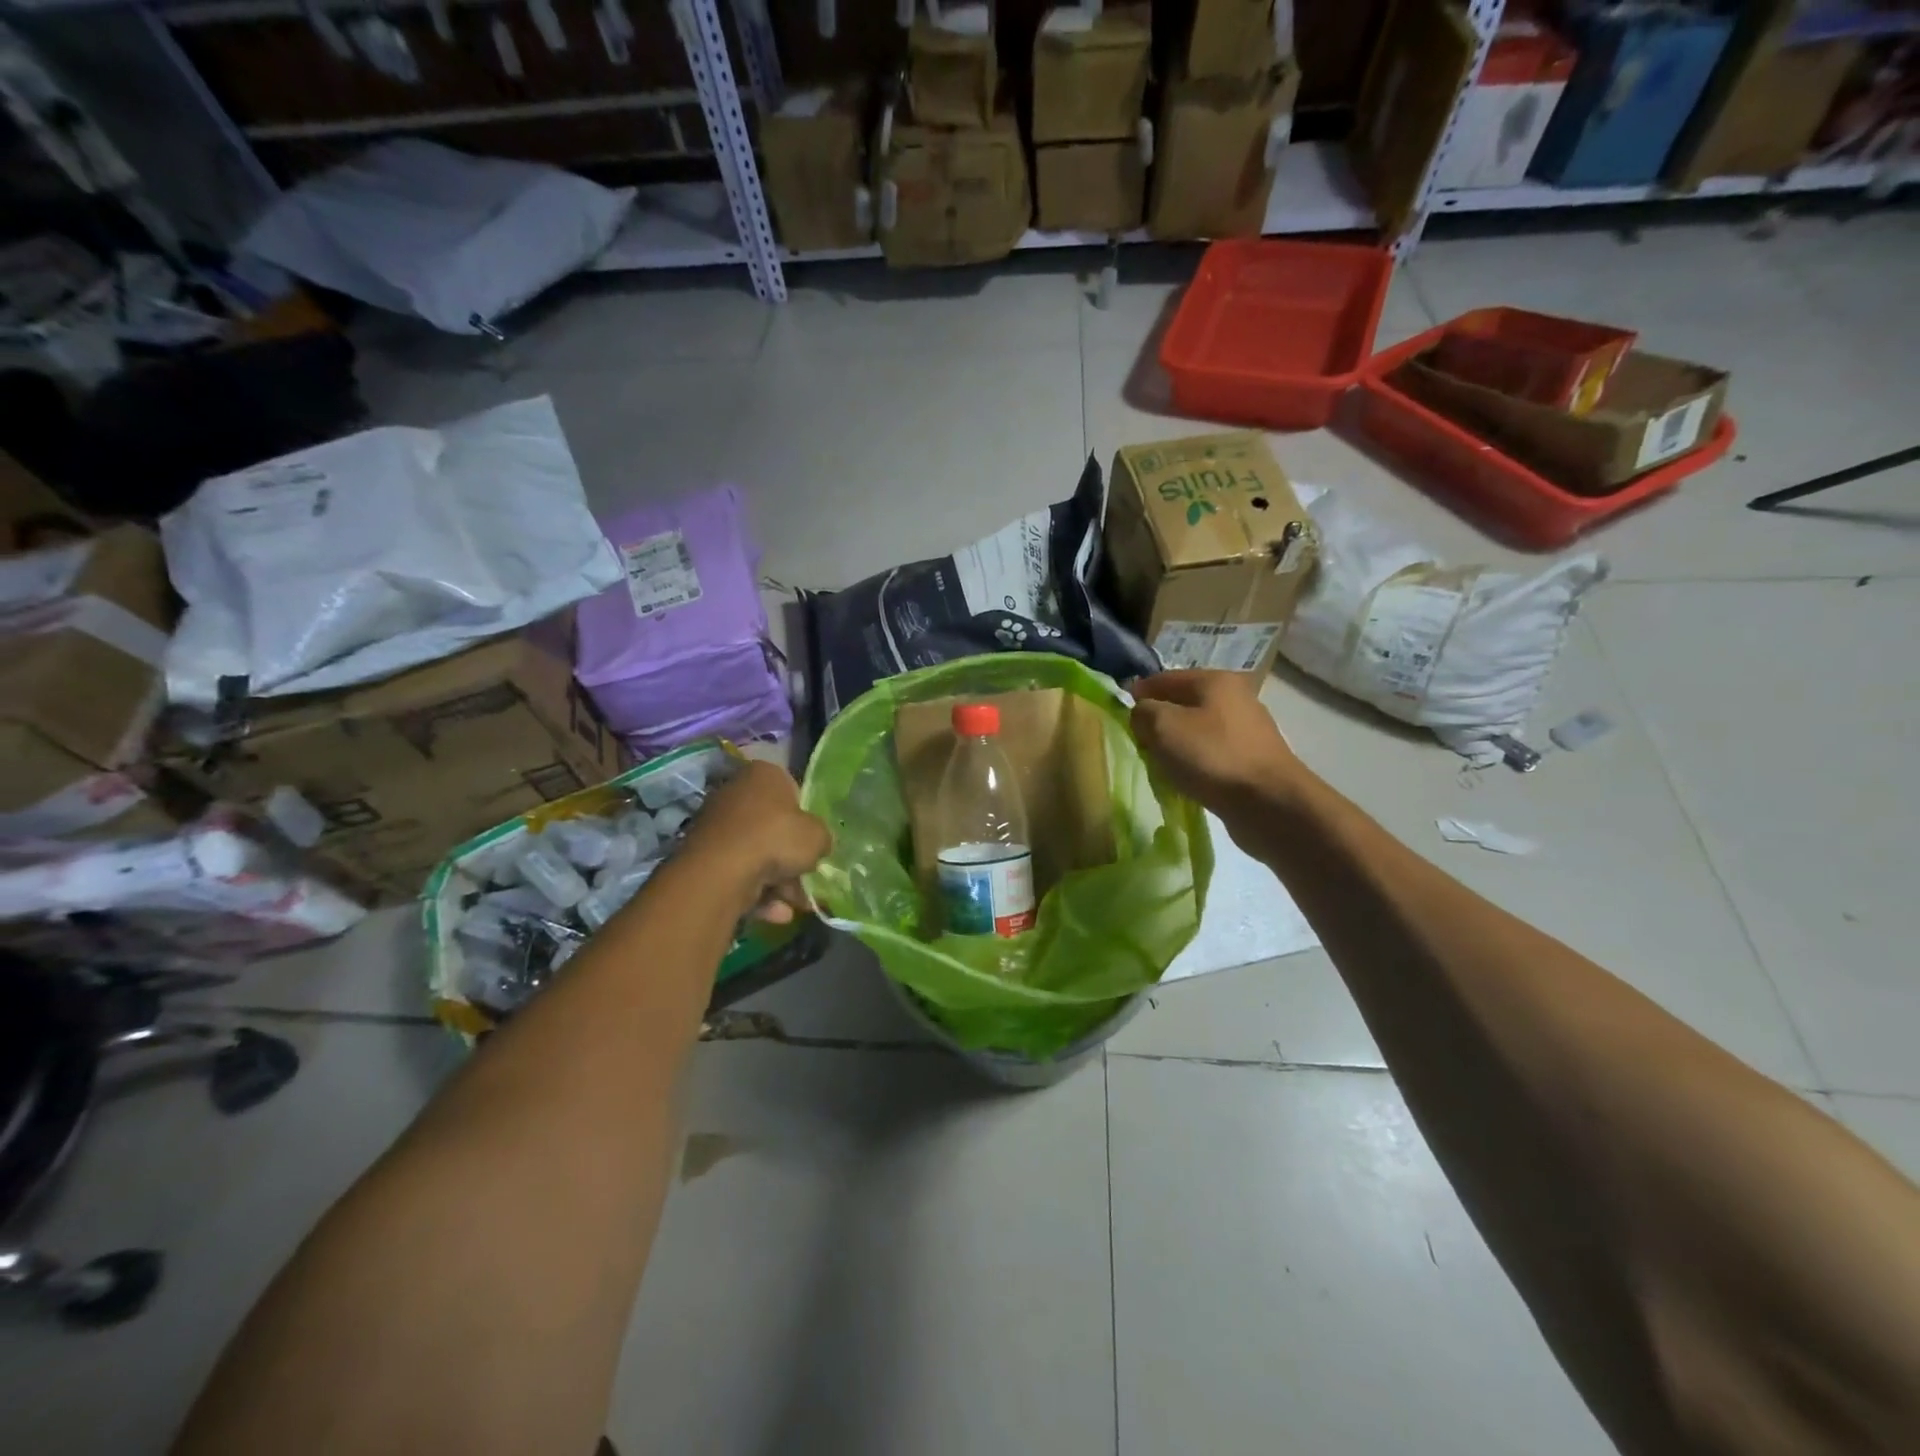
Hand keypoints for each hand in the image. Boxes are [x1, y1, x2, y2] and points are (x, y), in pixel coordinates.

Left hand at [681, 759, 830, 923]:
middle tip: (808, 879)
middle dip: (792, 858)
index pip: (792, 790)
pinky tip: (776, 913)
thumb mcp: (818, 836)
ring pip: (757, 855)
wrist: (723, 870)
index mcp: (764, 775)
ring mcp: (717, 825)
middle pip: (773, 827)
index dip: (806, 817)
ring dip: (779, 882)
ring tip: (796, 906)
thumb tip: (819, 845)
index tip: (814, 840)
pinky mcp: (704, 856)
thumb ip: (822, 838)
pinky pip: (739, 873)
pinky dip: (758, 893)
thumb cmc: (776, 838)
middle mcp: (736, 793)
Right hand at [1130, 670, 1309, 820]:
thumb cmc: (1212, 756)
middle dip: (1158, 721)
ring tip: (1160, 765)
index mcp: (1214, 680)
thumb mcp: (1163, 727)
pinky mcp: (1253, 759)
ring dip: (1176, 744)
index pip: (1164, 678)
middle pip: (1183, 704)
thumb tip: (1142, 713)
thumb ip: (1143, 712)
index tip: (1119, 714)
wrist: (1270, 803)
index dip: (1138, 693)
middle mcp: (1235, 698)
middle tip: (1139, 743)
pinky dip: (1195, 763)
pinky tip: (1186, 779)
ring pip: (1197, 730)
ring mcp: (1247, 730)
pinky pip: (1212, 754)